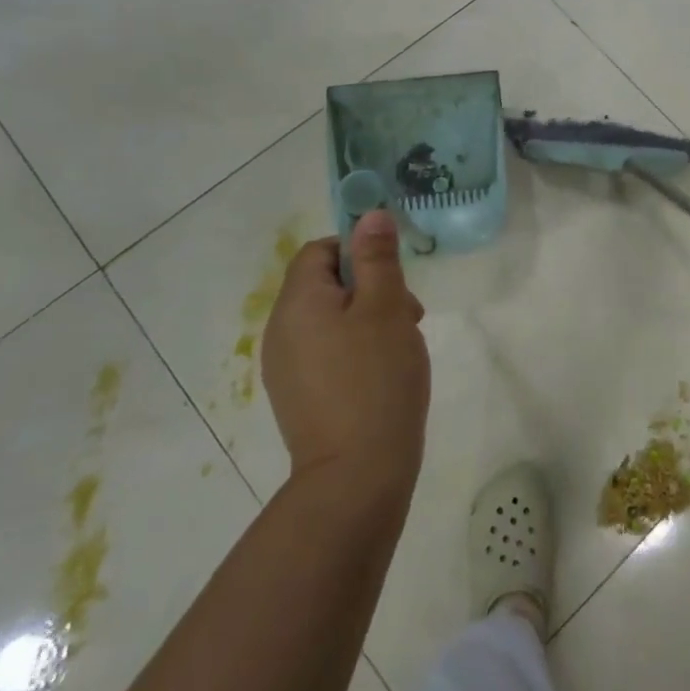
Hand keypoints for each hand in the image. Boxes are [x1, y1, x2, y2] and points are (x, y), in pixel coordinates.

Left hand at [261, 210, 428, 487]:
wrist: (356, 475)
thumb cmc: (376, 378)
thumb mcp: (386, 308)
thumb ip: (377, 258)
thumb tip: (370, 215)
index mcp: (297, 303)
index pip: (318, 251)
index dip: (357, 251)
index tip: (393, 276)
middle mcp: (280, 331)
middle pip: (325, 285)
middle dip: (371, 288)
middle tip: (408, 315)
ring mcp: (286, 368)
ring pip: (330, 320)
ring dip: (368, 320)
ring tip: (402, 346)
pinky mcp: (299, 396)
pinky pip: (327, 353)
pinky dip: (357, 350)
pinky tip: (384, 374)